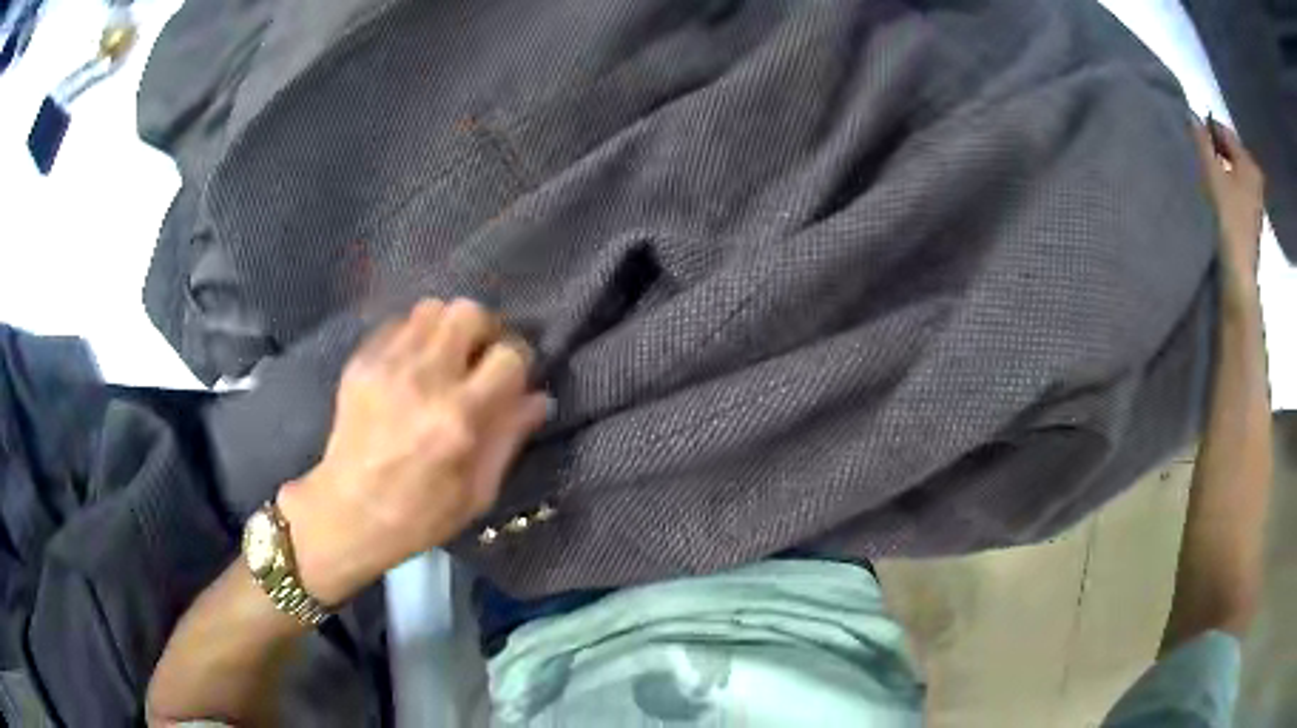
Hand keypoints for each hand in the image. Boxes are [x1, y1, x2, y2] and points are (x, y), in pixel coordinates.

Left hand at [277, 299, 547, 604]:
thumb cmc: (420, 515)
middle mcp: (424, 379)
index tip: (513, 379)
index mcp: (459, 418)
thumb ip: (509, 438)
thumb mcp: (478, 492)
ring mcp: (387, 366)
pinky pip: (398, 324)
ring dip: (447, 329)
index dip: (519, 363)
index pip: (508, 356)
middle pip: (469, 313)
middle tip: (480, 358)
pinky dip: (414, 337)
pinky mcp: (360, 363)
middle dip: (485, 330)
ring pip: (431, 309)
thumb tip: (539, 397)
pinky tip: (411, 366)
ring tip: (445, 358)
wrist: (347, 513)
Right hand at [1191, 116, 1264, 305]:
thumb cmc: (1227, 219)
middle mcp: (1254, 178)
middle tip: (1193, 153)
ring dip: (1216, 169)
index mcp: (1249, 163)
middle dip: (1212, 149)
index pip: (1223, 130)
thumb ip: (1201, 140)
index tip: (1188, 134)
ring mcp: (1253, 201)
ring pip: (1230, 171)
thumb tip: (1190, 115)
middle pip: (1228, 151)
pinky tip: (1211, 196)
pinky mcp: (1248, 220)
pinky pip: (1233, 190)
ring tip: (1200, 175)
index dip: (1205, 128)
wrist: (1237, 277)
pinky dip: (1222, 187)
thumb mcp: (1211, 173)